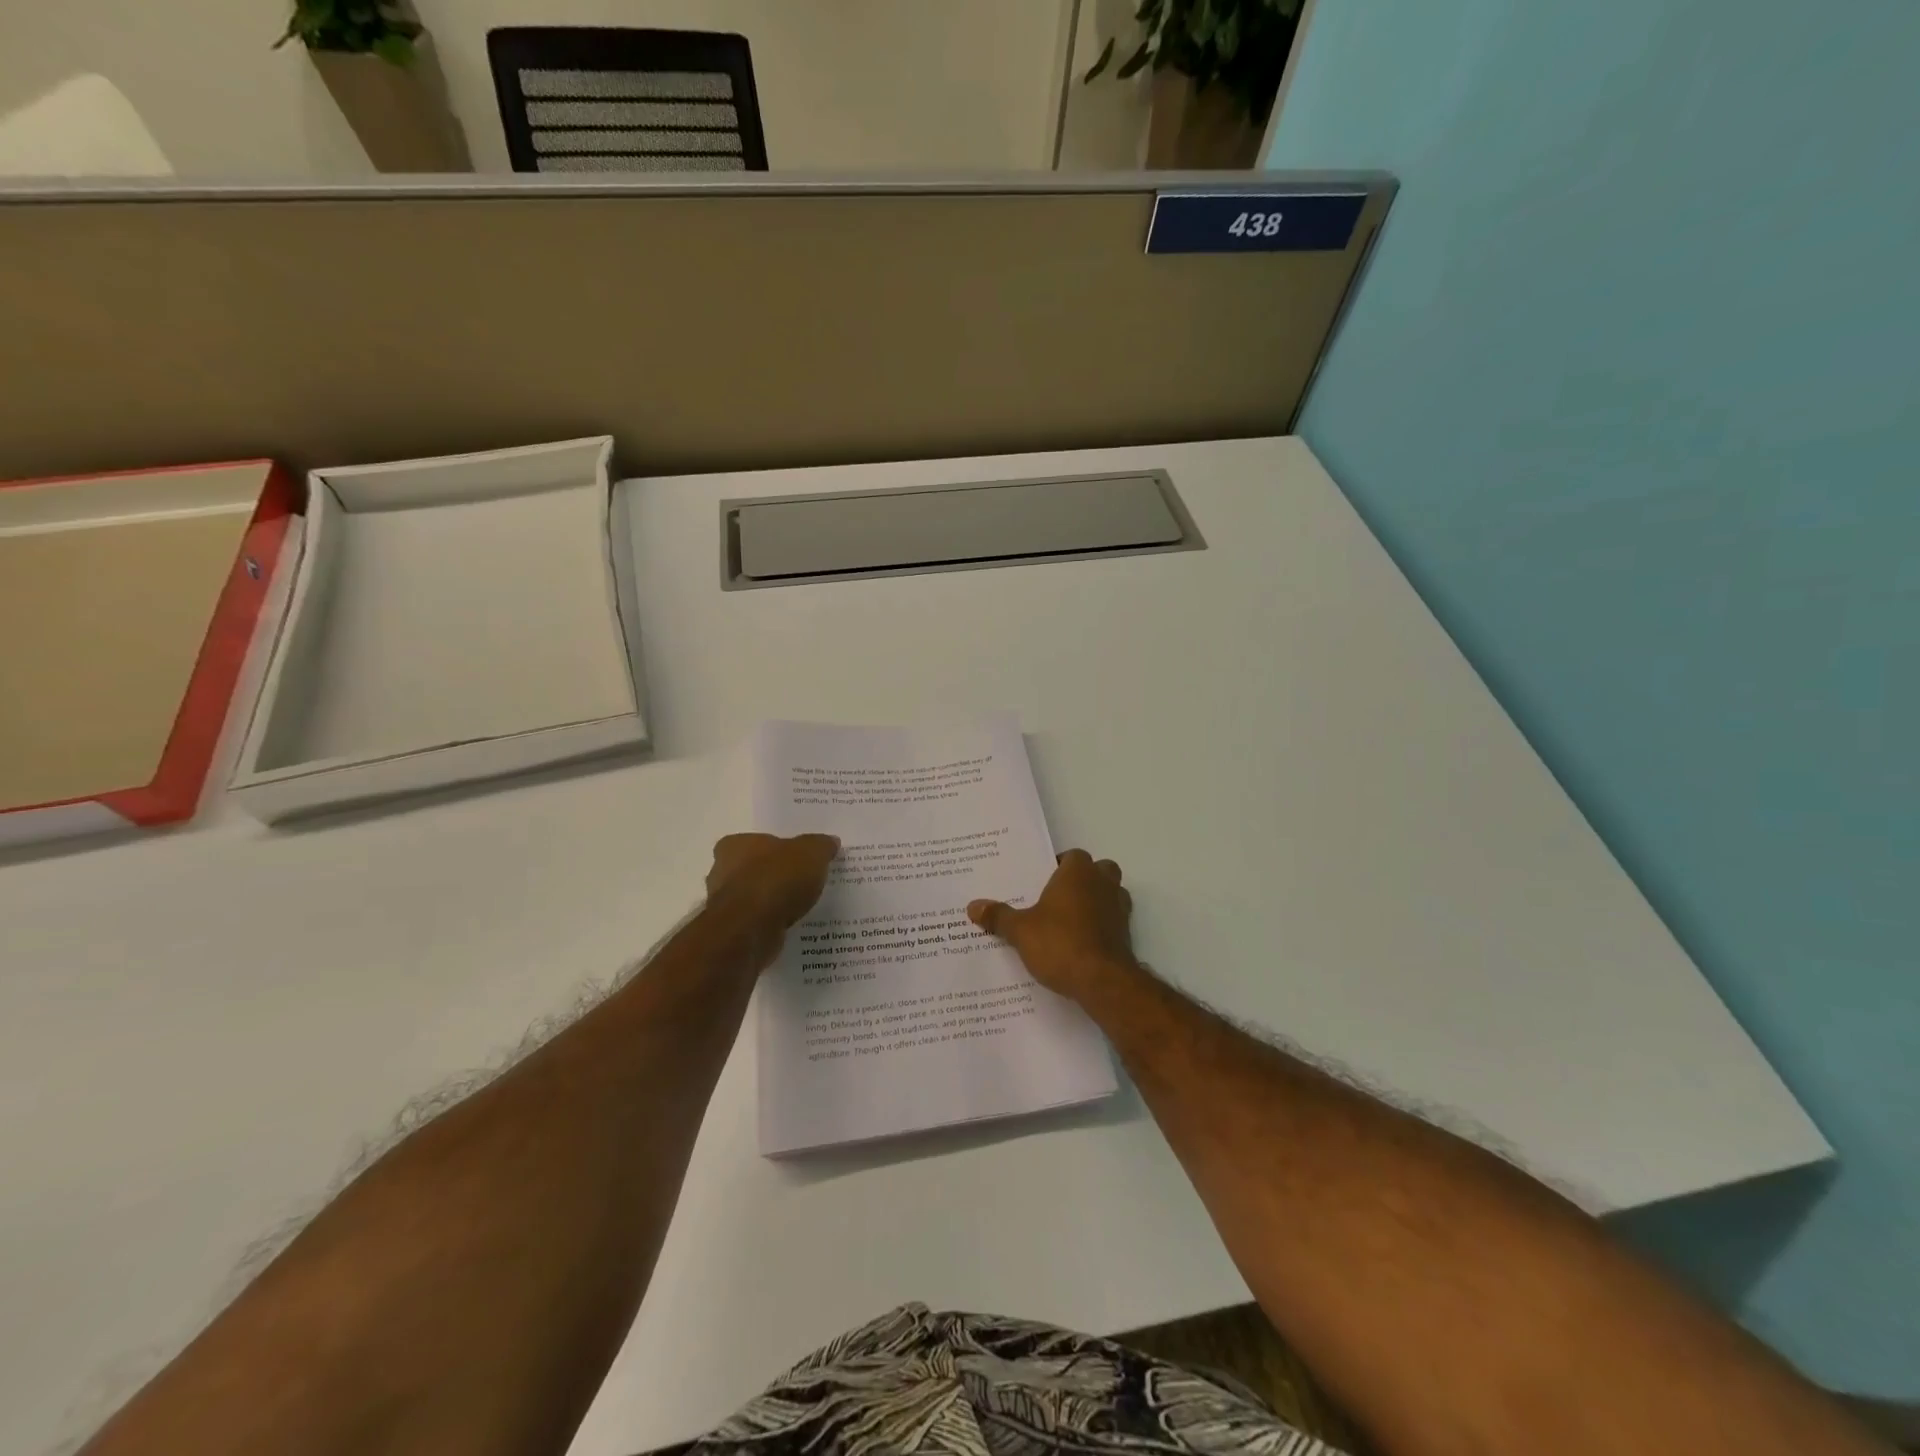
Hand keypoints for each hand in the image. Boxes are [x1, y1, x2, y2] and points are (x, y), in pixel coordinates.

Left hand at [704, 833, 839, 963]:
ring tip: (802, 906)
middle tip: (803, 881)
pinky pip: (757, 921)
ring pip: (754, 897)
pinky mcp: (732, 931)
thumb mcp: (811, 853)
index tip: (798, 858)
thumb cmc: (777, 880)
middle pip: (754, 869)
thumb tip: (830, 842)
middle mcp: (722, 871)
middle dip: (775, 875)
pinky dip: (771, 922)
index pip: (756, 842)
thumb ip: (821, 846)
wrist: (751, 929)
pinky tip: (791, 925)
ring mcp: (724, 904)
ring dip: (773, 902)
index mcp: (735, 845)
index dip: (778, 849)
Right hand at [968, 849, 1137, 1003]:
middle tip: (1059, 896)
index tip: (1042, 879)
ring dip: (1097, 901)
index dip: (1059, 865)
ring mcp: (1120, 909)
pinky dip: (1103, 926)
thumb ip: (998, 916)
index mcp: (1078, 873)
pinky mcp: (1127, 934)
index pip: (1073, 856)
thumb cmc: (1059, 943)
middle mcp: (1103, 884)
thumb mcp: (1020, 930)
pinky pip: (1114, 921)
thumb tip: (973, 906)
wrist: (1102, 981)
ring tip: (1071, 919)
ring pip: (1112, 894)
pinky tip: (1083, 942)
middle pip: (1100, 870)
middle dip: (1084, 879)